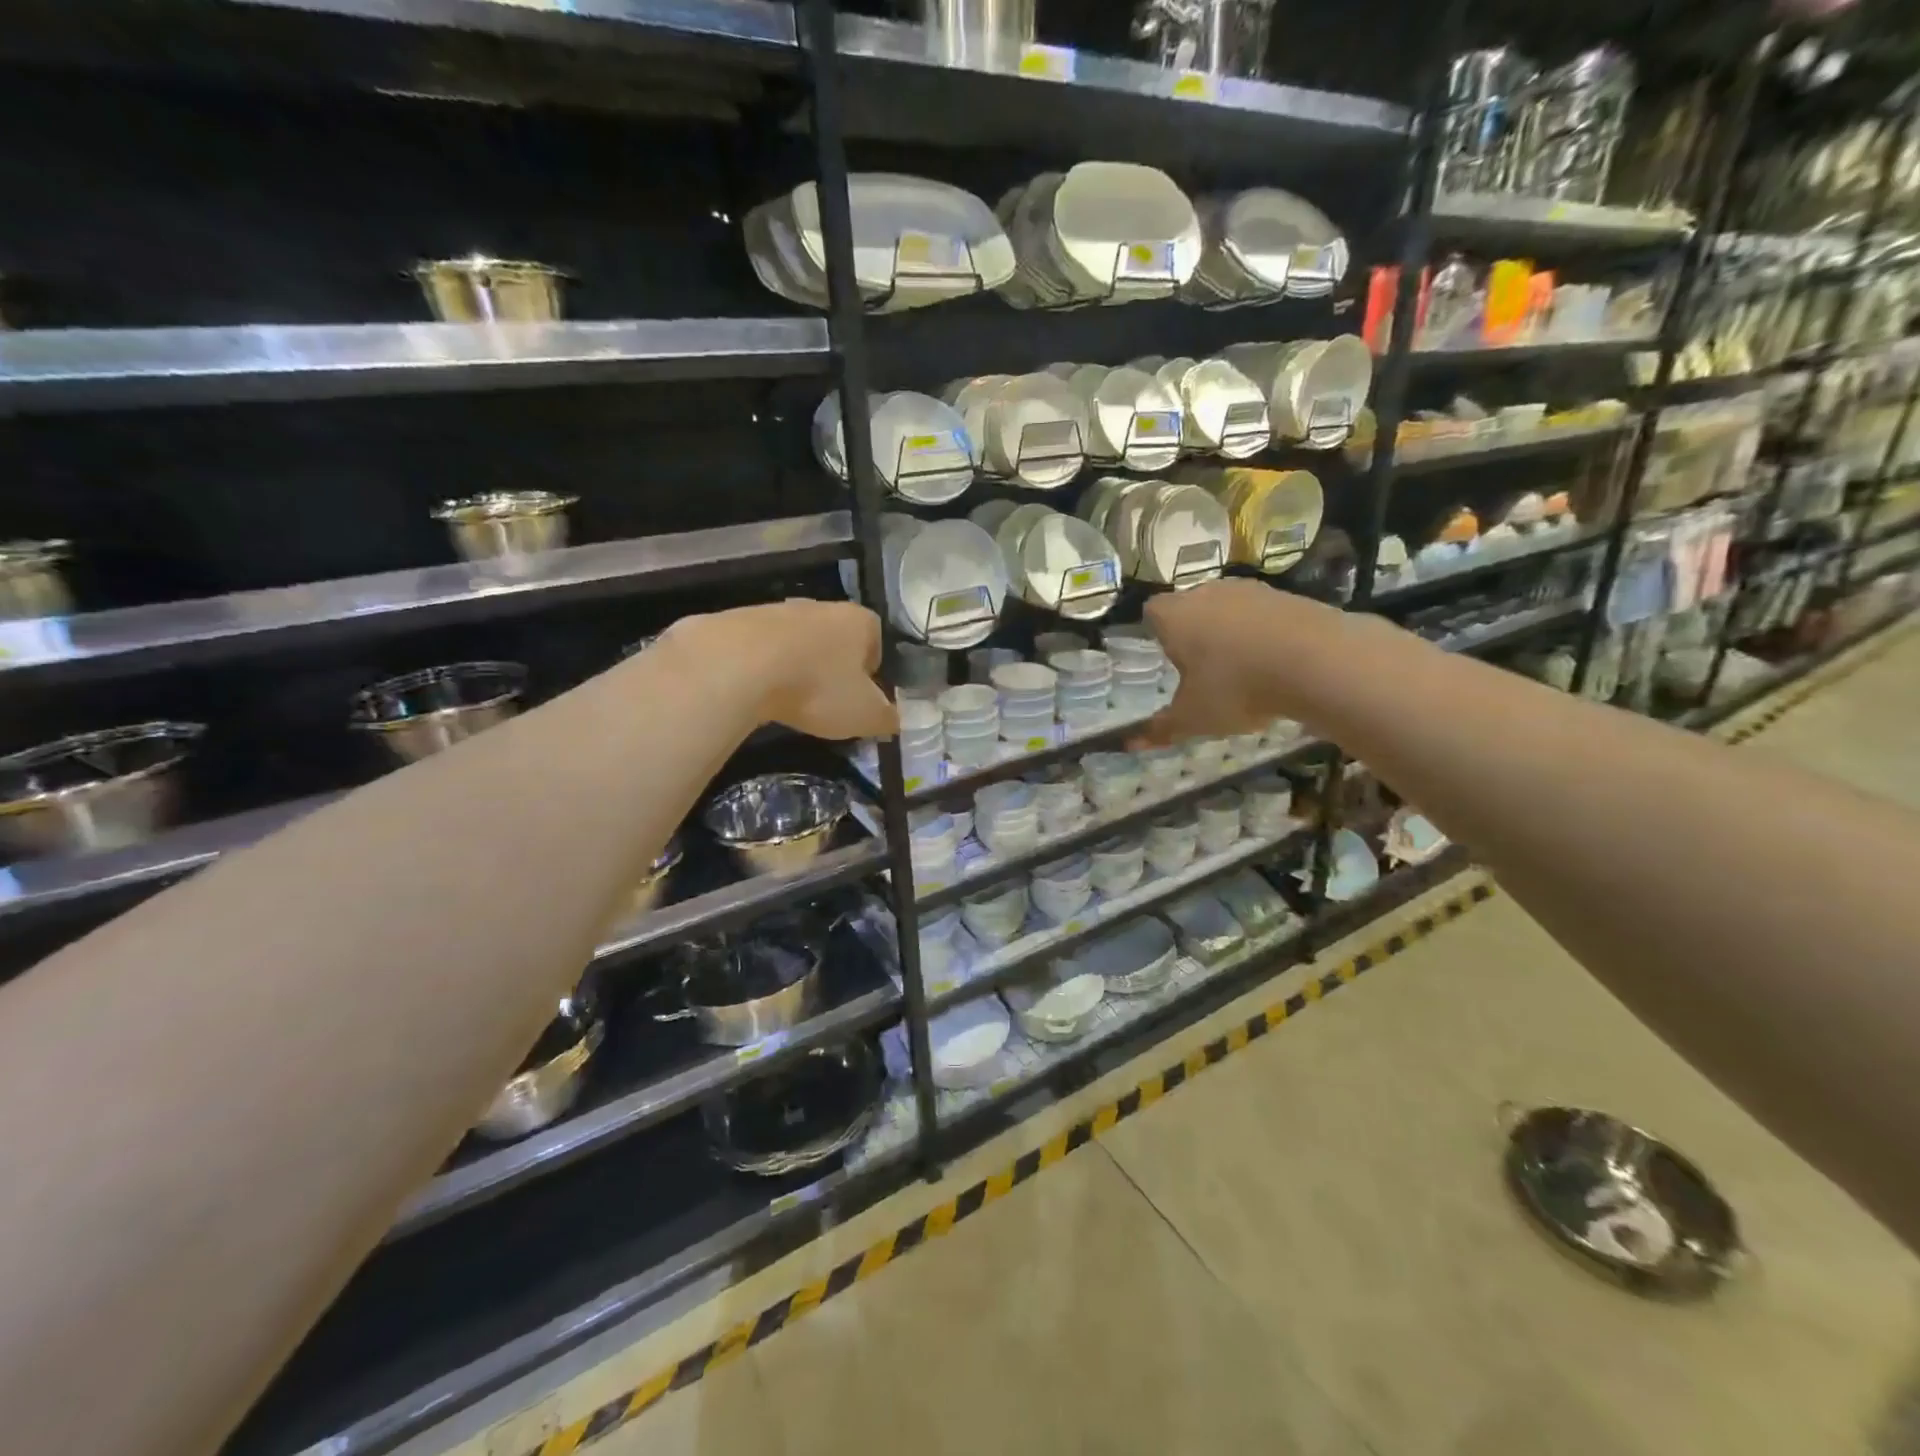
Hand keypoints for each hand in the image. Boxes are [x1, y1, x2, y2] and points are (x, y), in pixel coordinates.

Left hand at [668, 600, 896, 741]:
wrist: (737, 665)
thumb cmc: (817, 687)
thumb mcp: (864, 714)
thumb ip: (887, 718)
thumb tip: (895, 720)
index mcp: (860, 621)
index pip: (877, 642)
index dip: (873, 672)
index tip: (861, 698)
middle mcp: (821, 606)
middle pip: (836, 639)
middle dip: (833, 668)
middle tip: (826, 702)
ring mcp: (778, 610)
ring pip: (797, 643)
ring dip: (797, 667)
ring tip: (789, 701)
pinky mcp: (739, 621)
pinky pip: (761, 649)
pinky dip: (763, 669)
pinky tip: (757, 692)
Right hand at [1132, 579, 1336, 746]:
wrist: (1317, 661)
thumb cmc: (1236, 687)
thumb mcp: (1194, 718)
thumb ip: (1161, 729)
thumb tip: (1130, 744)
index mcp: (1175, 616)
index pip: (1151, 612)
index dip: (1155, 632)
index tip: (1164, 657)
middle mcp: (1207, 593)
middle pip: (1190, 607)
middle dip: (1193, 633)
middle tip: (1201, 670)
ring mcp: (1251, 590)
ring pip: (1229, 609)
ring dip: (1230, 633)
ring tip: (1242, 670)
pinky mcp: (1288, 596)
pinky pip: (1264, 615)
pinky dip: (1264, 635)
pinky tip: (1276, 664)